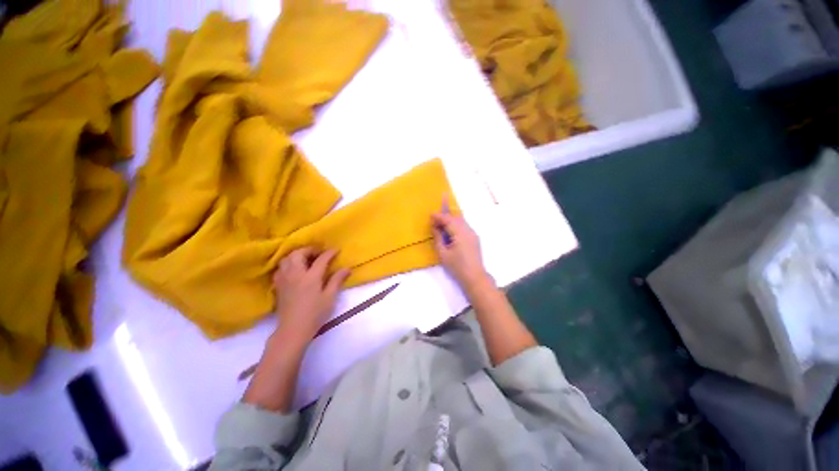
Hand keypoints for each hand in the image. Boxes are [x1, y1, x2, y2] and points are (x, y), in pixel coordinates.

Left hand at [273, 248, 349, 344]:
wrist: (293, 330)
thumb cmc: (315, 314)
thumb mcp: (329, 297)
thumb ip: (337, 280)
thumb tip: (347, 269)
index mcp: (310, 277)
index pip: (321, 259)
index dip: (329, 253)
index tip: (336, 250)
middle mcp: (295, 274)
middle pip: (298, 254)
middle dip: (309, 250)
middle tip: (319, 254)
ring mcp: (284, 279)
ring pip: (286, 259)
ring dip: (297, 255)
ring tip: (306, 260)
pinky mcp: (278, 285)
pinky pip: (281, 268)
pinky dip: (288, 264)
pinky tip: (295, 270)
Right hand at [432, 210, 492, 290]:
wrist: (475, 277)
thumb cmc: (457, 267)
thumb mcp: (443, 254)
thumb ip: (438, 238)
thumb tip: (435, 227)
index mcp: (460, 234)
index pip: (449, 220)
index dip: (439, 216)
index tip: (430, 215)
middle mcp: (468, 230)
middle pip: (456, 218)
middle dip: (445, 216)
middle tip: (435, 218)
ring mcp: (473, 234)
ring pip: (461, 221)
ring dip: (451, 220)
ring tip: (441, 223)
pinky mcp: (474, 238)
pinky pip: (464, 226)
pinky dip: (456, 225)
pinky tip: (450, 230)